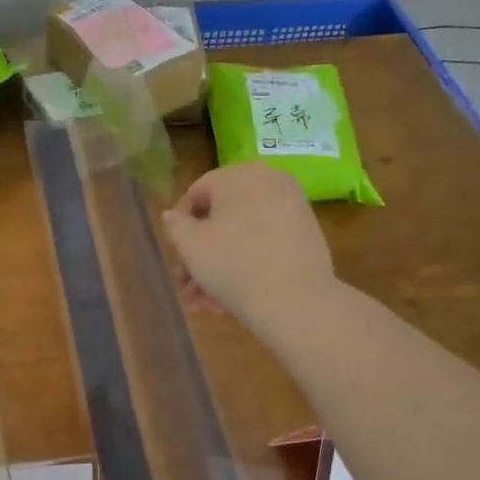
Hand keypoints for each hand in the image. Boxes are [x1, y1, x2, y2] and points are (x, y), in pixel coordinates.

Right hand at [162, 163, 336, 337]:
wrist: (296, 301)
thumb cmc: (233, 265)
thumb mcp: (190, 245)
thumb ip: (175, 225)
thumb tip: (173, 215)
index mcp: (239, 174)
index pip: (196, 194)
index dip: (179, 226)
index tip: (176, 256)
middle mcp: (269, 181)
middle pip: (220, 218)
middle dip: (199, 256)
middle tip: (187, 288)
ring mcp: (292, 206)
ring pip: (241, 235)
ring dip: (218, 268)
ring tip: (205, 304)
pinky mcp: (306, 232)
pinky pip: (265, 242)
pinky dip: (246, 264)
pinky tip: (229, 299)